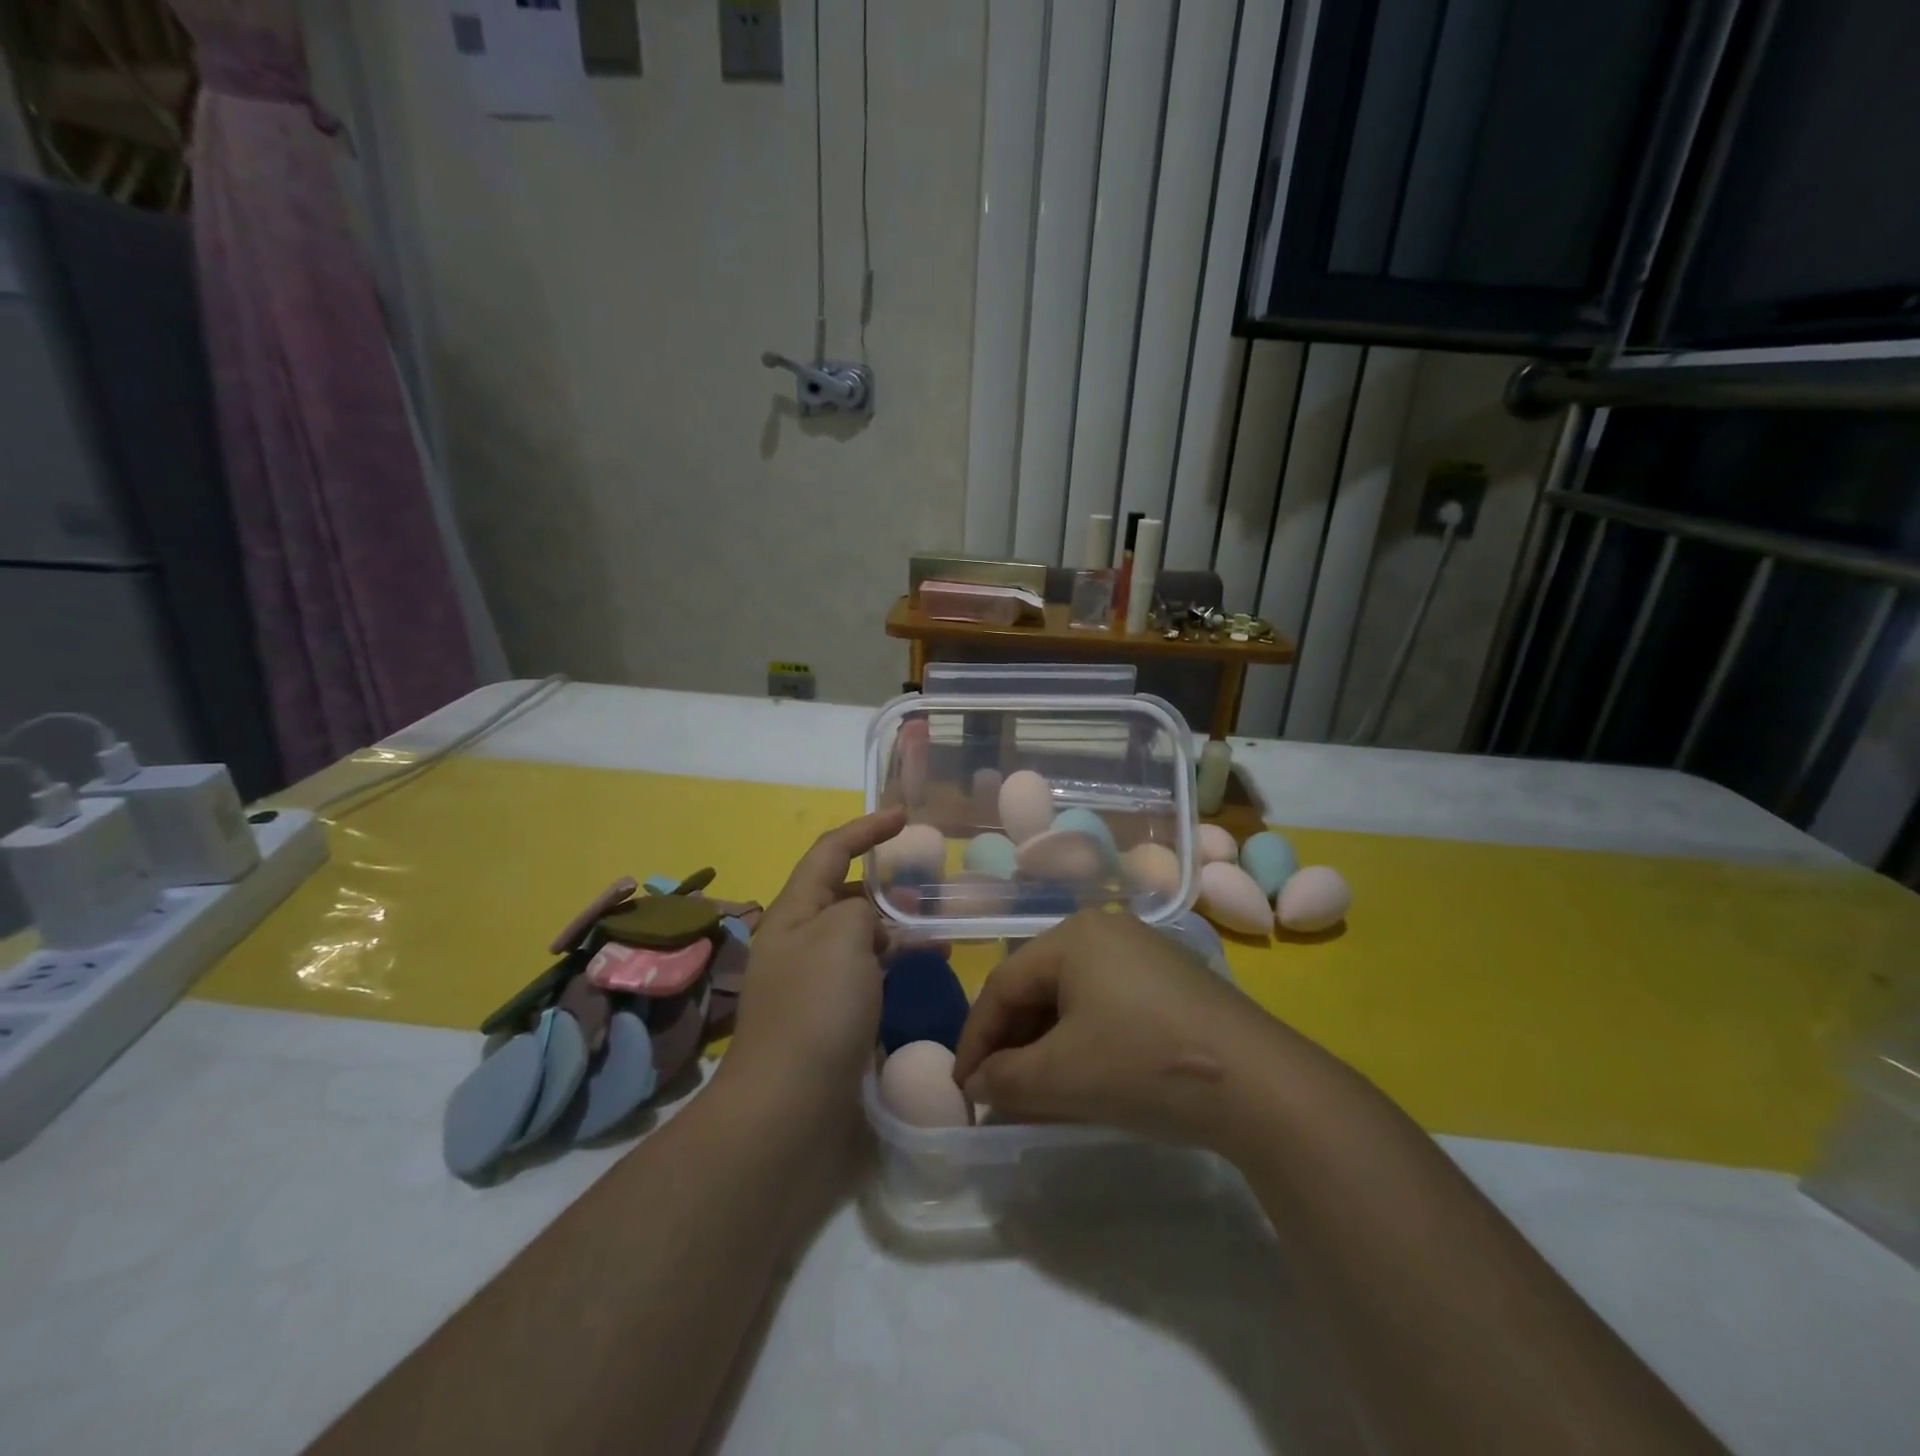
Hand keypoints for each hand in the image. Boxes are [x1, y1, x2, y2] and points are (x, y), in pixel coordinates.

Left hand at [719, 808, 906, 1123]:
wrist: (789, 1109)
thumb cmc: (815, 1010)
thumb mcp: (840, 937)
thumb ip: (859, 910)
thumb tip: (868, 922)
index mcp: (792, 913)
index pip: (829, 852)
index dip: (865, 829)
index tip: (903, 816)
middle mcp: (799, 942)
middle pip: (844, 895)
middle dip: (884, 885)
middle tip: (929, 886)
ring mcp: (814, 983)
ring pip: (861, 938)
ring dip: (897, 929)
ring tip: (941, 932)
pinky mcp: (831, 1018)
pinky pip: (868, 974)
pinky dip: (895, 965)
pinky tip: (925, 971)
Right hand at [951, 911, 1274, 1146]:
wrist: (1259, 1083)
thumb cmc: (1142, 1063)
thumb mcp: (1061, 1077)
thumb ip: (1004, 1080)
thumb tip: (977, 1085)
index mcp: (1072, 936)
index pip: (1002, 985)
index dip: (975, 1039)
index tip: (962, 1090)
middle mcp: (1105, 931)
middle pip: (1037, 987)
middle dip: (1012, 1043)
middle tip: (998, 1093)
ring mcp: (1144, 952)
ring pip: (1073, 998)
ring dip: (1047, 1045)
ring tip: (1037, 1092)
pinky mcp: (1172, 981)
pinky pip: (1108, 1004)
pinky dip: (1085, 1040)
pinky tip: (1087, 1077)